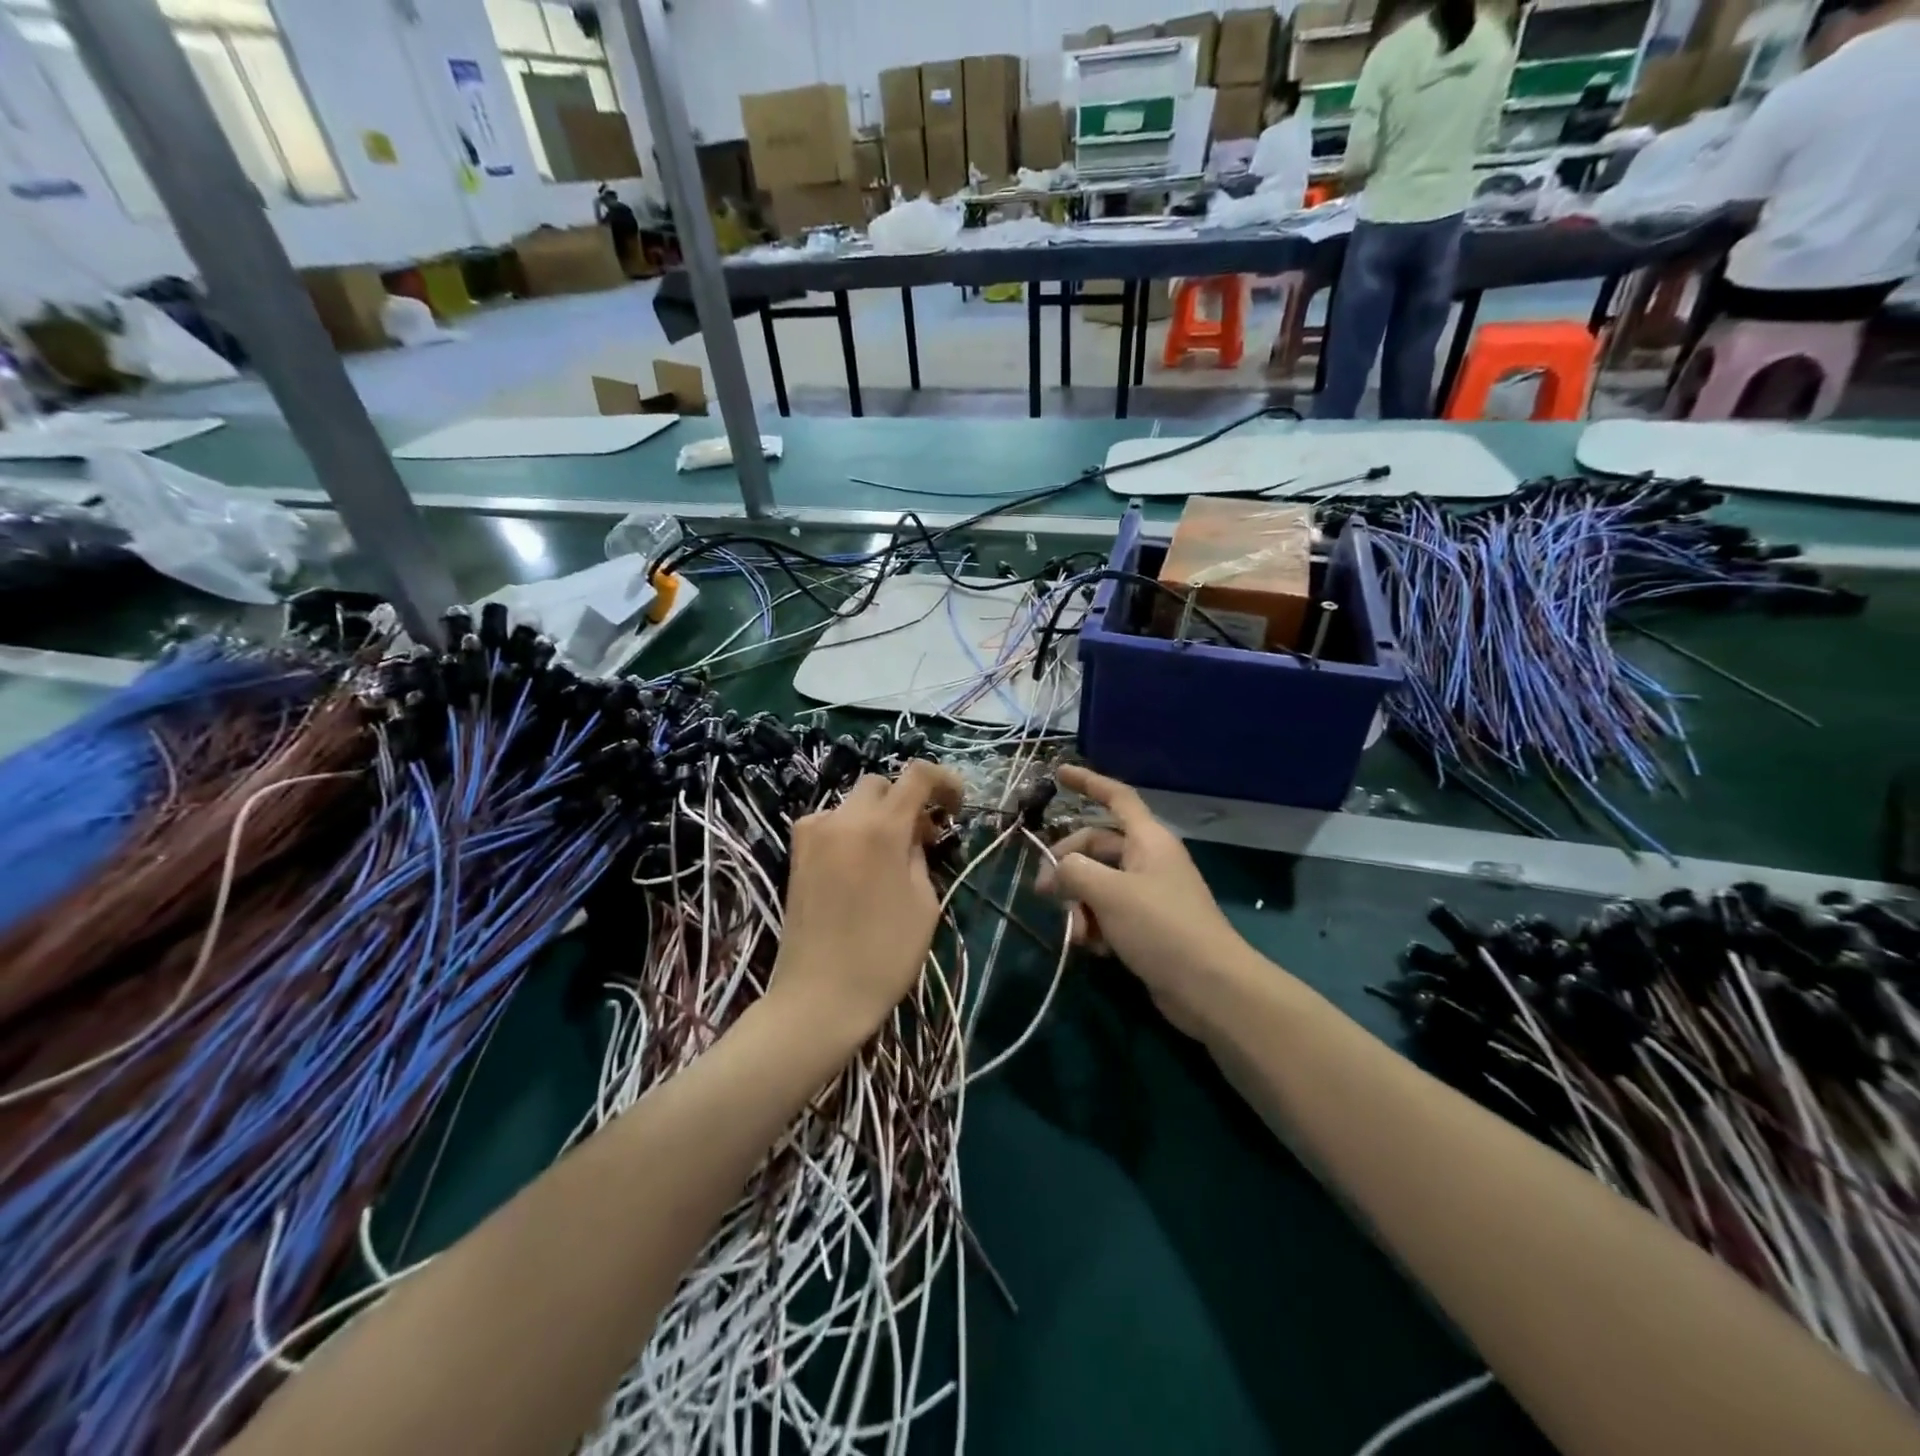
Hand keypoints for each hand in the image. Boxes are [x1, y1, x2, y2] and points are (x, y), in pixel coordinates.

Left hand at [772, 761, 962, 1047]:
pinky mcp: (797, 852)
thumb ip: (919, 855)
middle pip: (880, 784)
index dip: (944, 780)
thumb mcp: (924, 903)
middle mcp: (842, 819)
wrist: (819, 996)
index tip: (956, 805)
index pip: (916, 775)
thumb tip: (912, 835)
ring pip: (853, 803)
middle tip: (924, 836)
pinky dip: (851, 831)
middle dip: (906, 800)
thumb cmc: (884, 955)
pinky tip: (859, 866)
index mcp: (880, 828)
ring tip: (891, 856)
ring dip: (877, 817)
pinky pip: (831, 823)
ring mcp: (813, 833)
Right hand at [1036, 765, 1251, 1036]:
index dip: (1088, 782)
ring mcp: (1148, 894)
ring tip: (1076, 933)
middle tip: (1043, 892)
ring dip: (1078, 904)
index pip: (1116, 797)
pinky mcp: (1146, 926)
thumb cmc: (1161, 927)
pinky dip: (1094, 925)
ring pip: (1098, 883)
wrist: (1209, 987)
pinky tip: (1091, 948)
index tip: (1058, 772)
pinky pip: (1108, 912)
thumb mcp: (1109, 893)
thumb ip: (1074, 871)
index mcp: (1148, 839)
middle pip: (1096, 846)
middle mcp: (1148, 860)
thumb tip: (1057, 870)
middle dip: (1067, 866)